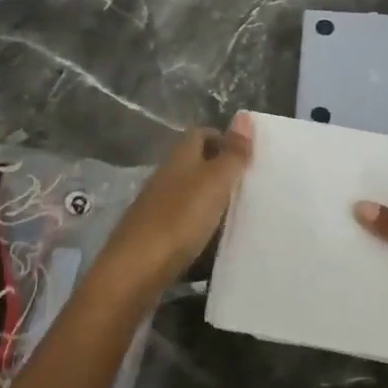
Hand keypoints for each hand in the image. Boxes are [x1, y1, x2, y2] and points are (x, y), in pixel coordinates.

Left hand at [103, 115, 253, 289]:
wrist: (134, 272)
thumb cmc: (179, 218)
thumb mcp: (215, 182)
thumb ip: (232, 153)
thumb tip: (244, 116)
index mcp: (179, 158)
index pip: (201, 134)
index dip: (224, 139)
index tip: (249, 155)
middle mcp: (166, 177)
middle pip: (196, 165)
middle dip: (222, 172)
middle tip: (253, 186)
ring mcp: (157, 208)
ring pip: (190, 195)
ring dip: (213, 203)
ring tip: (242, 216)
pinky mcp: (154, 238)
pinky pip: (184, 225)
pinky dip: (202, 230)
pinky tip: (217, 245)